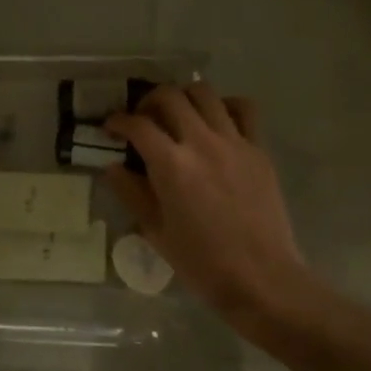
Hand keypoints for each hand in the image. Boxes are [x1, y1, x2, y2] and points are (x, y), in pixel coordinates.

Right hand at [105, 84, 306, 319]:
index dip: (118, 121)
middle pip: (170, 96)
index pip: (138, 125)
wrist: (260, 277)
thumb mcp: (155, 231)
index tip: (110, 128)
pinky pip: (243, 109)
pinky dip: (225, 106)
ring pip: (206, 93)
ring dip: (184, 97)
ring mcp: (235, 142)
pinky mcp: (258, 149)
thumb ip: (131, 193)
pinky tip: (216, 121)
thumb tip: (112, 167)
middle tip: (142, 119)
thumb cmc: (201, 262)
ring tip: (177, 115)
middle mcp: (202, 142)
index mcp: (171, 165)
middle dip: (148, 101)